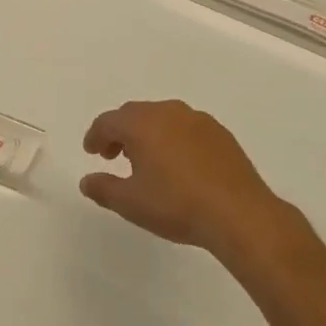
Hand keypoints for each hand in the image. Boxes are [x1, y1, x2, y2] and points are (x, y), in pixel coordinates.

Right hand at [80, 99, 299, 265]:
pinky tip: (178, 164)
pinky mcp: (220, 134)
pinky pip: (186, 128)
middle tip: (113, 155)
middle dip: (120, 132)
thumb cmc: (176, 205)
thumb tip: (87, 181)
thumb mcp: (130, 203)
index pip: (109, 121)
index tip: (92, 152)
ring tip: (145, 161)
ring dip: (148, 133)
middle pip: (135, 114)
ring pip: (163, 118)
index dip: (96, 135)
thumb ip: (103, 188)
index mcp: (142, 124)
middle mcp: (169, 112)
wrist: (238, 213)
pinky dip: (173, 138)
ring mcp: (198, 120)